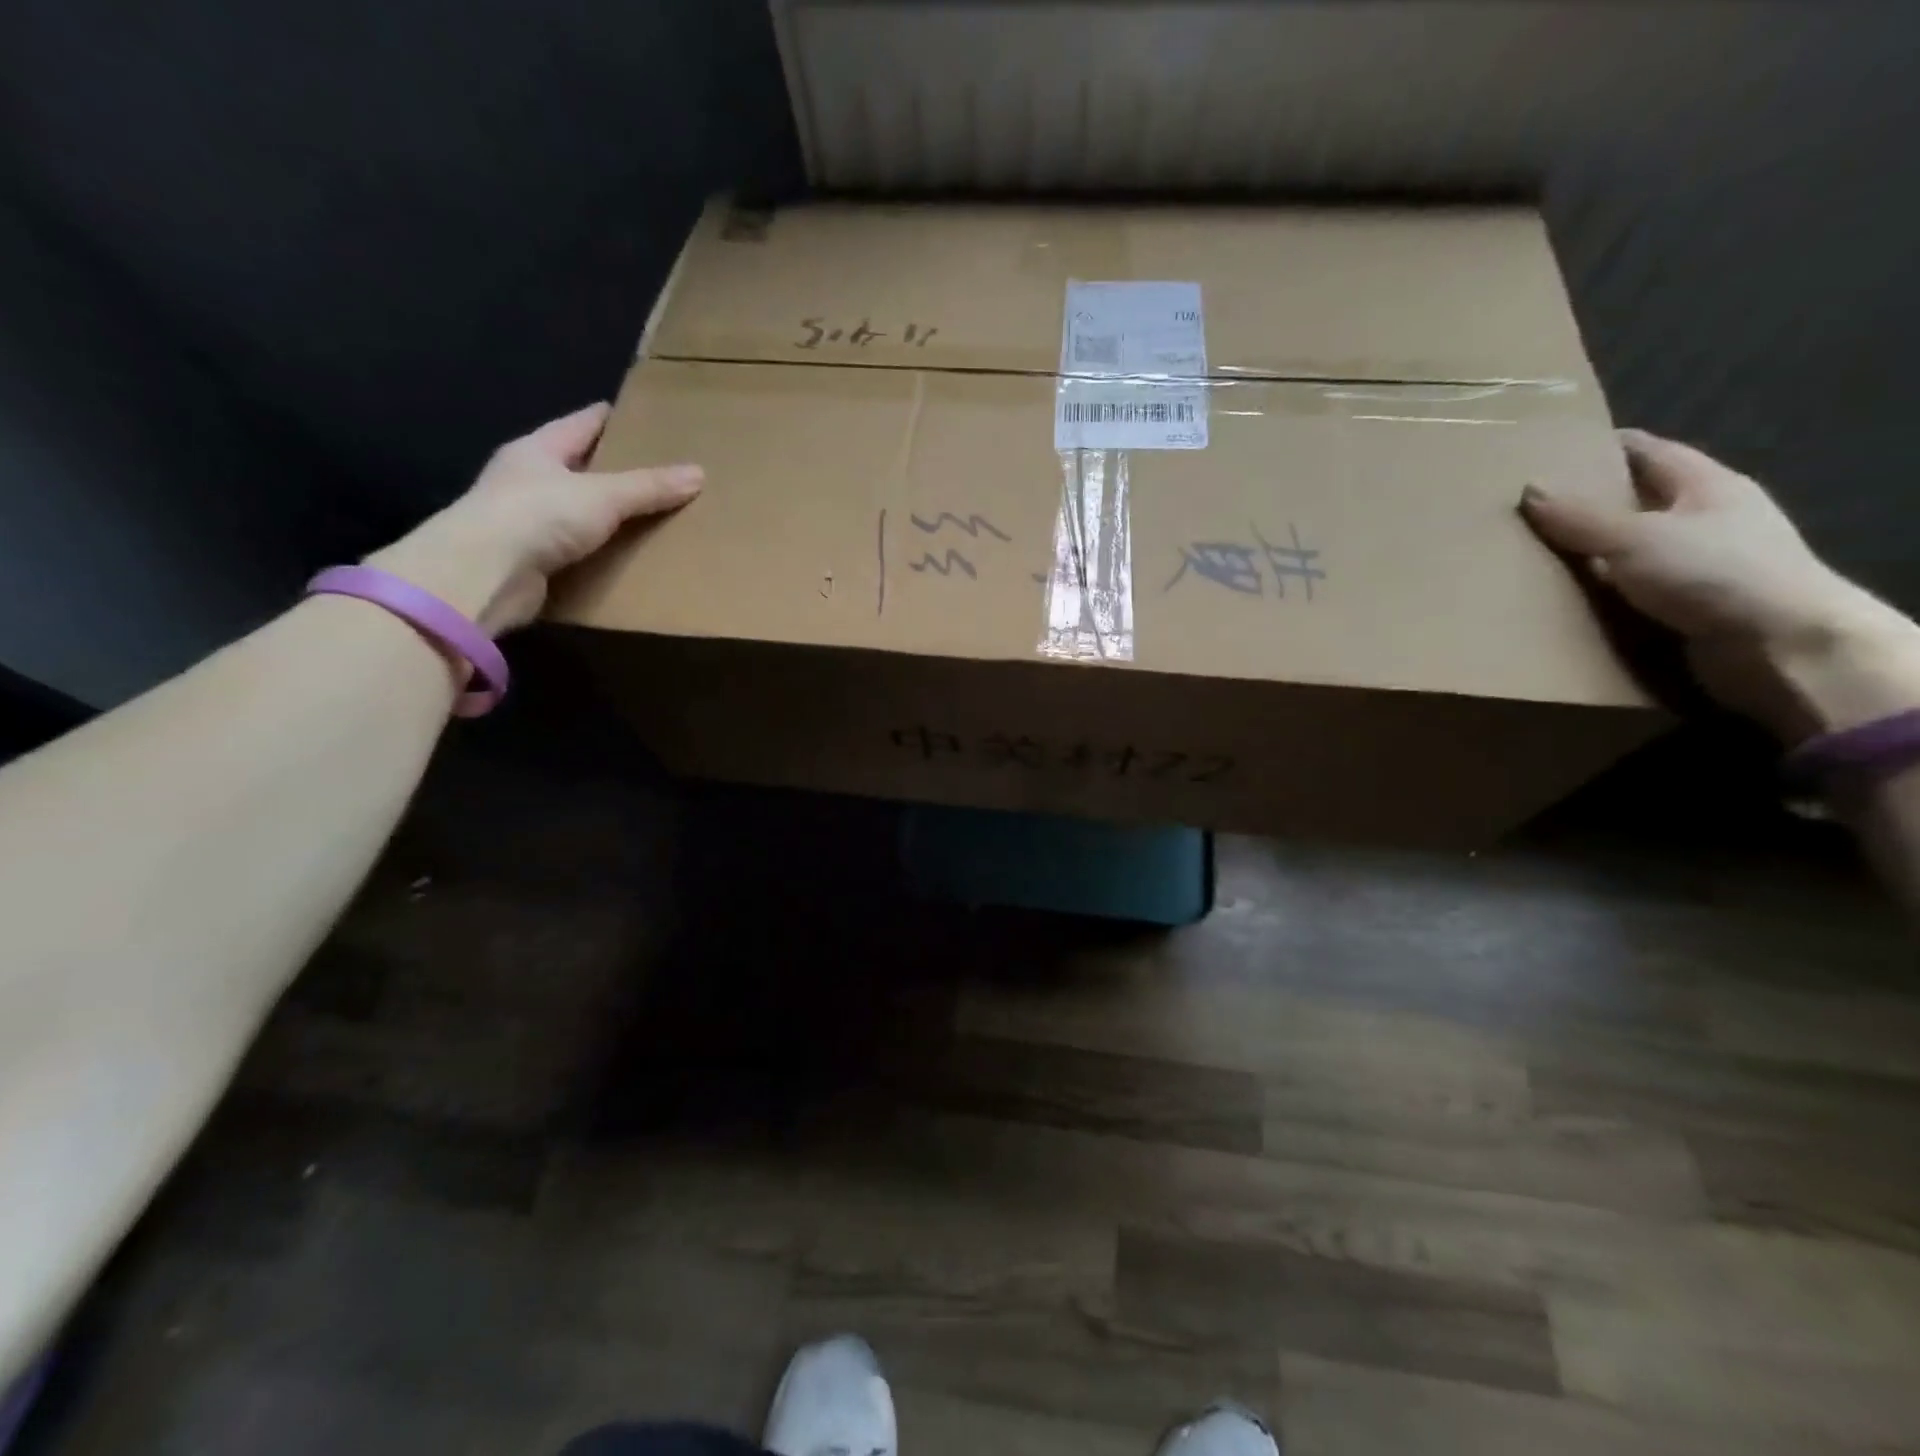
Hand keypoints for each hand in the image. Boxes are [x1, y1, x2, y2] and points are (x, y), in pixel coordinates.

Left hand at [365, 403, 701, 634]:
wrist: (484, 575)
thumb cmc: (537, 515)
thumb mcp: (603, 495)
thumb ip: (649, 486)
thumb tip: (699, 473)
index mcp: (538, 449)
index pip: (582, 424)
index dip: (613, 419)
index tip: (648, 420)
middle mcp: (529, 480)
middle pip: (581, 467)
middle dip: (618, 470)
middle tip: (664, 473)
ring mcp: (527, 521)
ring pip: (580, 511)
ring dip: (612, 517)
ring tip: (657, 517)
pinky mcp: (533, 560)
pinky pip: (579, 550)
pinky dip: (603, 552)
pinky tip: (631, 557)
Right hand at [1522, 429, 1919, 741]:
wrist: (1780, 645)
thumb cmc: (1713, 572)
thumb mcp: (1635, 538)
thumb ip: (1580, 518)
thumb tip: (1530, 490)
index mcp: (1706, 485)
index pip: (1650, 452)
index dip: (1606, 447)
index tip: (1556, 452)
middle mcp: (1707, 518)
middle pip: (1639, 500)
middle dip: (1588, 503)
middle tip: (1530, 507)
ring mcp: (1701, 562)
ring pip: (1632, 547)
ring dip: (1590, 552)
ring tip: (1534, 554)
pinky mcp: (1690, 604)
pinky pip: (1633, 588)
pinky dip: (1601, 589)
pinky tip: (1565, 596)